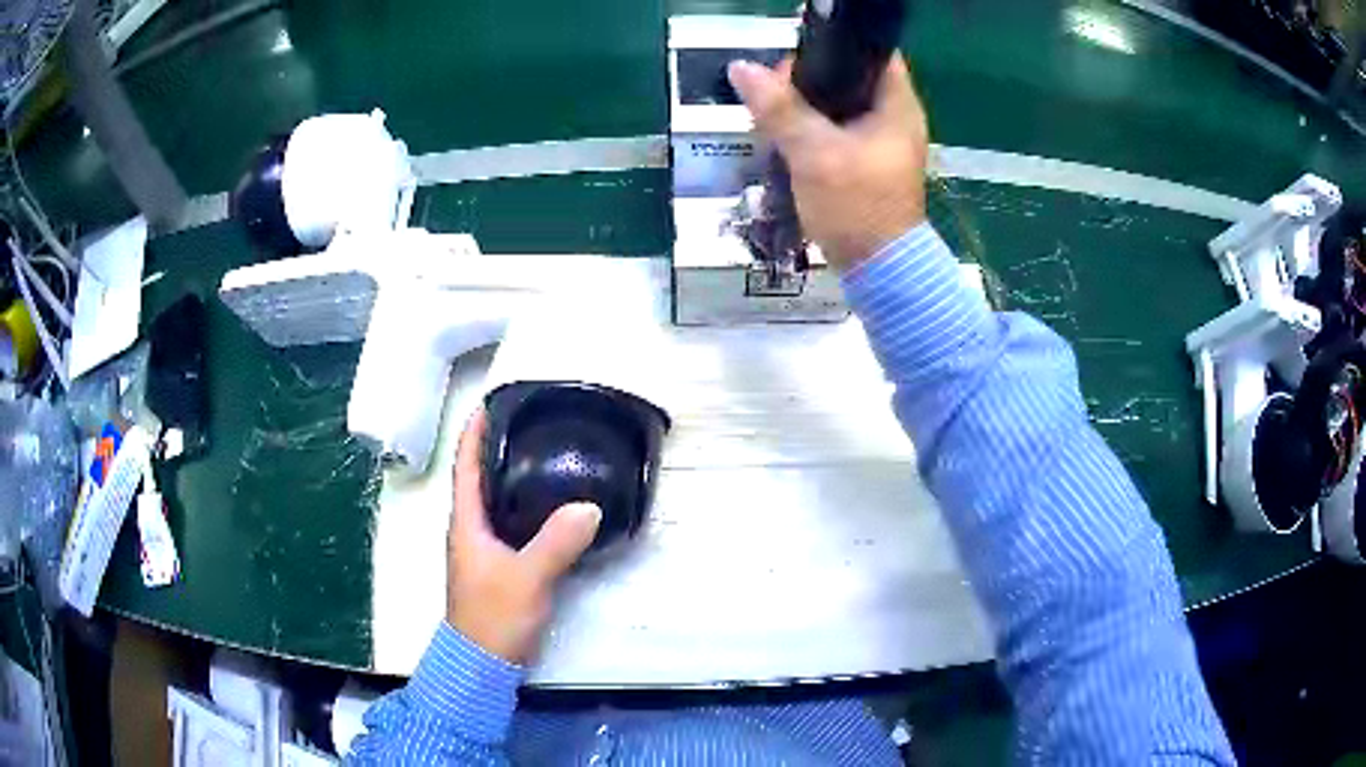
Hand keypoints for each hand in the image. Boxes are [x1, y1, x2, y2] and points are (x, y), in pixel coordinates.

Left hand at [446, 410, 601, 663]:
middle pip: (479, 477)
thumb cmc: (494, 615)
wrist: (484, 661)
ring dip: (510, 475)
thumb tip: (588, 506)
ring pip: (496, 501)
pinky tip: (551, 507)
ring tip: (543, 455)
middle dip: (496, 447)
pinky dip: (525, 505)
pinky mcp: (499, 565)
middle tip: (528, 423)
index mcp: (466, 523)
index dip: (473, 432)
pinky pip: (511, 523)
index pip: (464, 466)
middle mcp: (470, 529)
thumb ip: (557, 542)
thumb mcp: (527, 577)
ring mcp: (483, 549)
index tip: (489, 403)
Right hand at [728, 55, 928, 269]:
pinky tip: (784, 136)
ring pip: (838, 105)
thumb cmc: (857, 206)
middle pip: (849, 77)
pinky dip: (812, 129)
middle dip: (809, 79)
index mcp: (897, 105)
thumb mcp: (814, 153)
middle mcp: (895, 118)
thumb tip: (741, 68)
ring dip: (805, 106)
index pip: (873, 52)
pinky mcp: (867, 163)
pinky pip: (835, 131)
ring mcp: (881, 142)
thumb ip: (779, 108)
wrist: (878, 271)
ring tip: (771, 114)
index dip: (836, 46)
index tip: (799, 58)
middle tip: (774, 91)